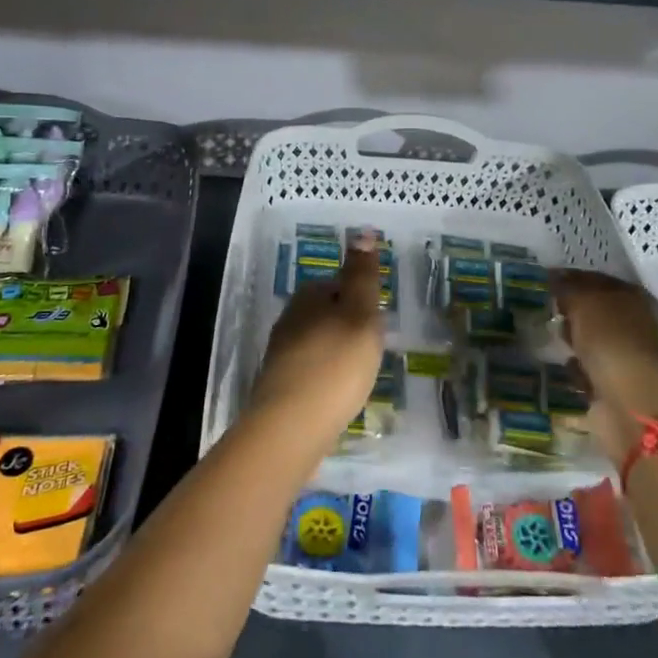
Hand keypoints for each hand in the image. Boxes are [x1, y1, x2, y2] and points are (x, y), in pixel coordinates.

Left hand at [248, 244, 386, 456]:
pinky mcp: (280, 384)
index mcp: (309, 296)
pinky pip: (311, 369)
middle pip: (327, 313)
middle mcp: (290, 317)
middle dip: (349, 326)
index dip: (361, 300)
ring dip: (338, 352)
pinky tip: (339, 393)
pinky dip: (327, 376)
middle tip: (373, 349)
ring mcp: (281, 352)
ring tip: (360, 373)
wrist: (291, 425)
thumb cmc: (336, 363)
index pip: (339, 284)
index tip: (378, 322)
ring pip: (318, 341)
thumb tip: (363, 231)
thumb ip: (362, 275)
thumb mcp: (360, 313)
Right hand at [551, 268, 657, 465]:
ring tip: (549, 336)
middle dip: (568, 310)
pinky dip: (576, 367)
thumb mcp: (585, 303)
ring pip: (589, 338)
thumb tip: (554, 276)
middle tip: (542, 307)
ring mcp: (625, 355)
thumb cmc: (612, 342)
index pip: (595, 279)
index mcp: (633, 296)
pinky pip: (587, 367)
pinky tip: (565, 366)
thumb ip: (568, 287)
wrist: (632, 405)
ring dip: (571, 339)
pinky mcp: (614, 383)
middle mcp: (633, 323)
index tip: (542, 280)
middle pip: (593, 309)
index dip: (569, 278)